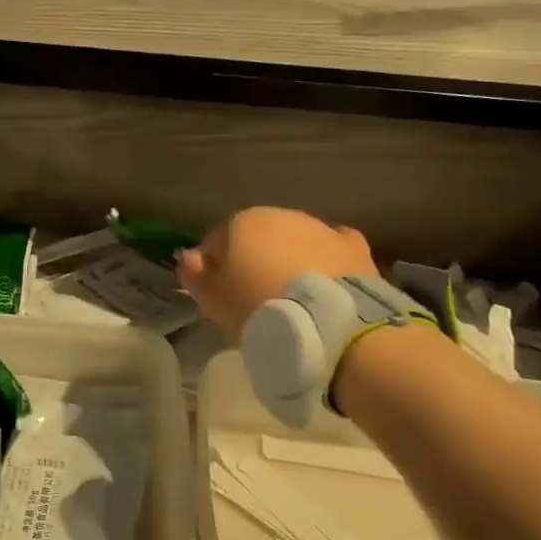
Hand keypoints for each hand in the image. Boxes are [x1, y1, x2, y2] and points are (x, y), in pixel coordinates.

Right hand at [178, 206, 377, 341]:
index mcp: (240, 223)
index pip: (216, 243)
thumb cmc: (260, 310)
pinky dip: (325, 262)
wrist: (330, 324)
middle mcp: (279, 214)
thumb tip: (189, 256)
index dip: (215, 271)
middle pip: (257, 238)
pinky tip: (325, 284)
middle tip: (258, 300)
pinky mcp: (352, 246)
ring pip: (294, 242)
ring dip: (290, 260)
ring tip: (294, 298)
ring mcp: (319, 227)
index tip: (221, 298)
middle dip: (255, 261)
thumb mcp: (213, 301)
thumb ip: (195, 275)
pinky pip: (330, 250)